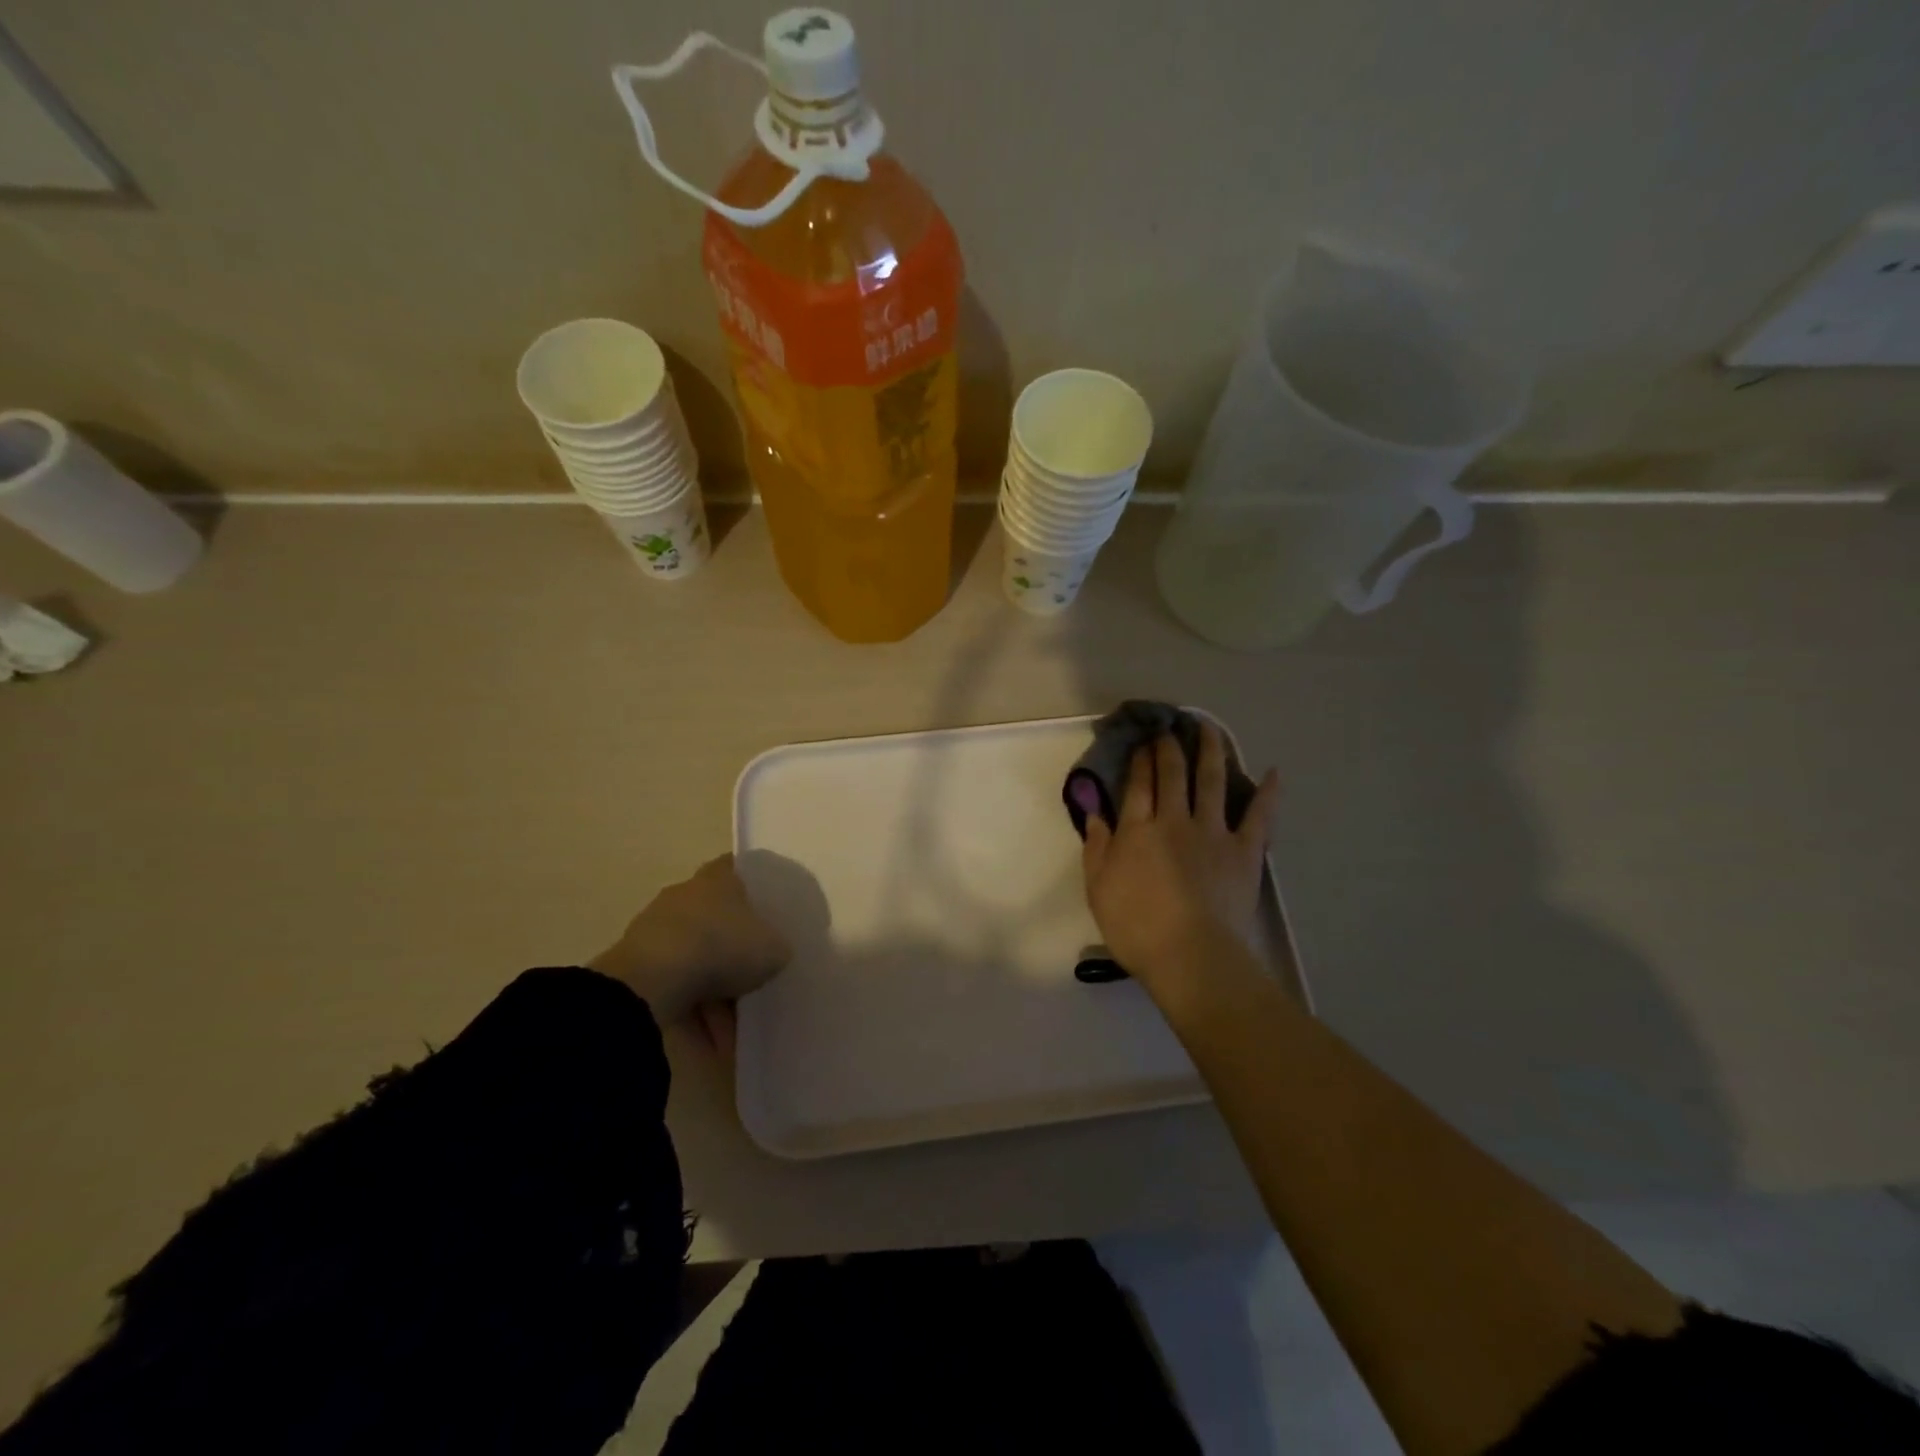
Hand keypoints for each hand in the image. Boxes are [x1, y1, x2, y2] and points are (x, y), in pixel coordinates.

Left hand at [590, 854, 789, 1050]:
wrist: (651, 985)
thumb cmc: (721, 947)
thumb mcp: (773, 948)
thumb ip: (777, 946)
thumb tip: (773, 953)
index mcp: (717, 878)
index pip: (739, 870)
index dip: (756, 886)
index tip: (772, 907)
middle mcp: (684, 896)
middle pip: (717, 916)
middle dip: (735, 944)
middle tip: (760, 968)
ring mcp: (656, 931)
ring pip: (696, 955)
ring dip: (714, 985)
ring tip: (738, 1019)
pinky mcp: (637, 967)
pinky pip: (676, 986)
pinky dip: (694, 1009)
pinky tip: (713, 1037)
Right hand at [1080, 724, 1279, 998]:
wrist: (1191, 955)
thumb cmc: (1136, 927)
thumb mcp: (1098, 888)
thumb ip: (1096, 846)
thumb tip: (1096, 812)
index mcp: (1137, 829)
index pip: (1138, 784)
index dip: (1140, 759)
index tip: (1142, 741)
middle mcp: (1174, 820)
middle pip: (1172, 774)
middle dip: (1169, 747)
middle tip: (1170, 728)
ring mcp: (1213, 832)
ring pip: (1211, 781)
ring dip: (1210, 751)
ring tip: (1209, 728)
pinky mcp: (1244, 850)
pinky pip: (1259, 816)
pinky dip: (1268, 793)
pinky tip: (1274, 773)